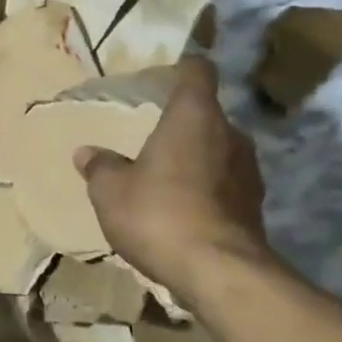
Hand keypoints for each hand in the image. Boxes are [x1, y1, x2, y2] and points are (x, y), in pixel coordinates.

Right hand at [75, 56, 271, 304]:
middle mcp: (229, 135)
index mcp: (194, 116)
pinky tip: (183, 210)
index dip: (184, 67)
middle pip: (208, 115)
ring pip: (219, 151)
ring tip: (166, 176)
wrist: (219, 273)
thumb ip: (100, 166)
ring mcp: (249, 172)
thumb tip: (86, 152)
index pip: (198, 72)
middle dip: (184, 123)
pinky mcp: (255, 207)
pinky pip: (226, 185)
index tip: (169, 72)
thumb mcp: (111, 190)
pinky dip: (207, 190)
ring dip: (196, 159)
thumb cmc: (159, 213)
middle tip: (154, 137)